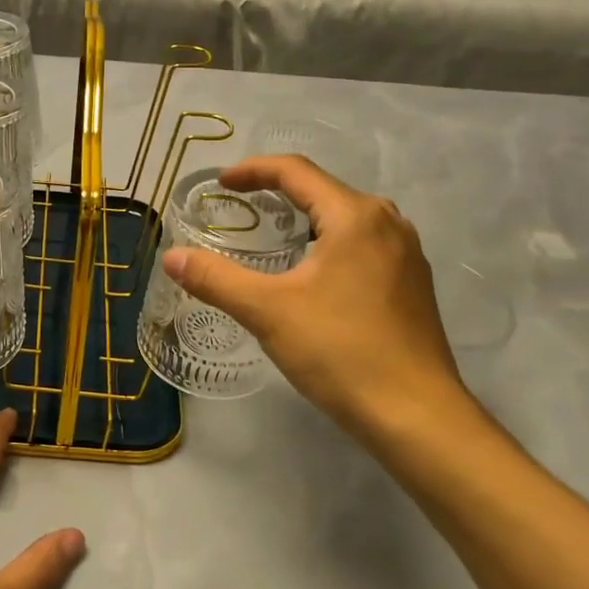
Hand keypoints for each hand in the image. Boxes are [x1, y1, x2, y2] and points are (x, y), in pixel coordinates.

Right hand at [162, 155, 487, 447]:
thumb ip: (215, 279)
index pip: (297, 172)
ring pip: (346, 219)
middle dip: (279, 193)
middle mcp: (387, 224)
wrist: (417, 417)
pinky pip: (363, 245)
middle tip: (241, 208)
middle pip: (323, 191)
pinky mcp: (413, 285)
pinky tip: (312, 275)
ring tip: (272, 237)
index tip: (222, 184)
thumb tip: (172, 256)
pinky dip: (329, 244)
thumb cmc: (341, 352)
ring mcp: (406, 255)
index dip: (253, 170)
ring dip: (306, 220)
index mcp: (355, 216)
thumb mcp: (267, 312)